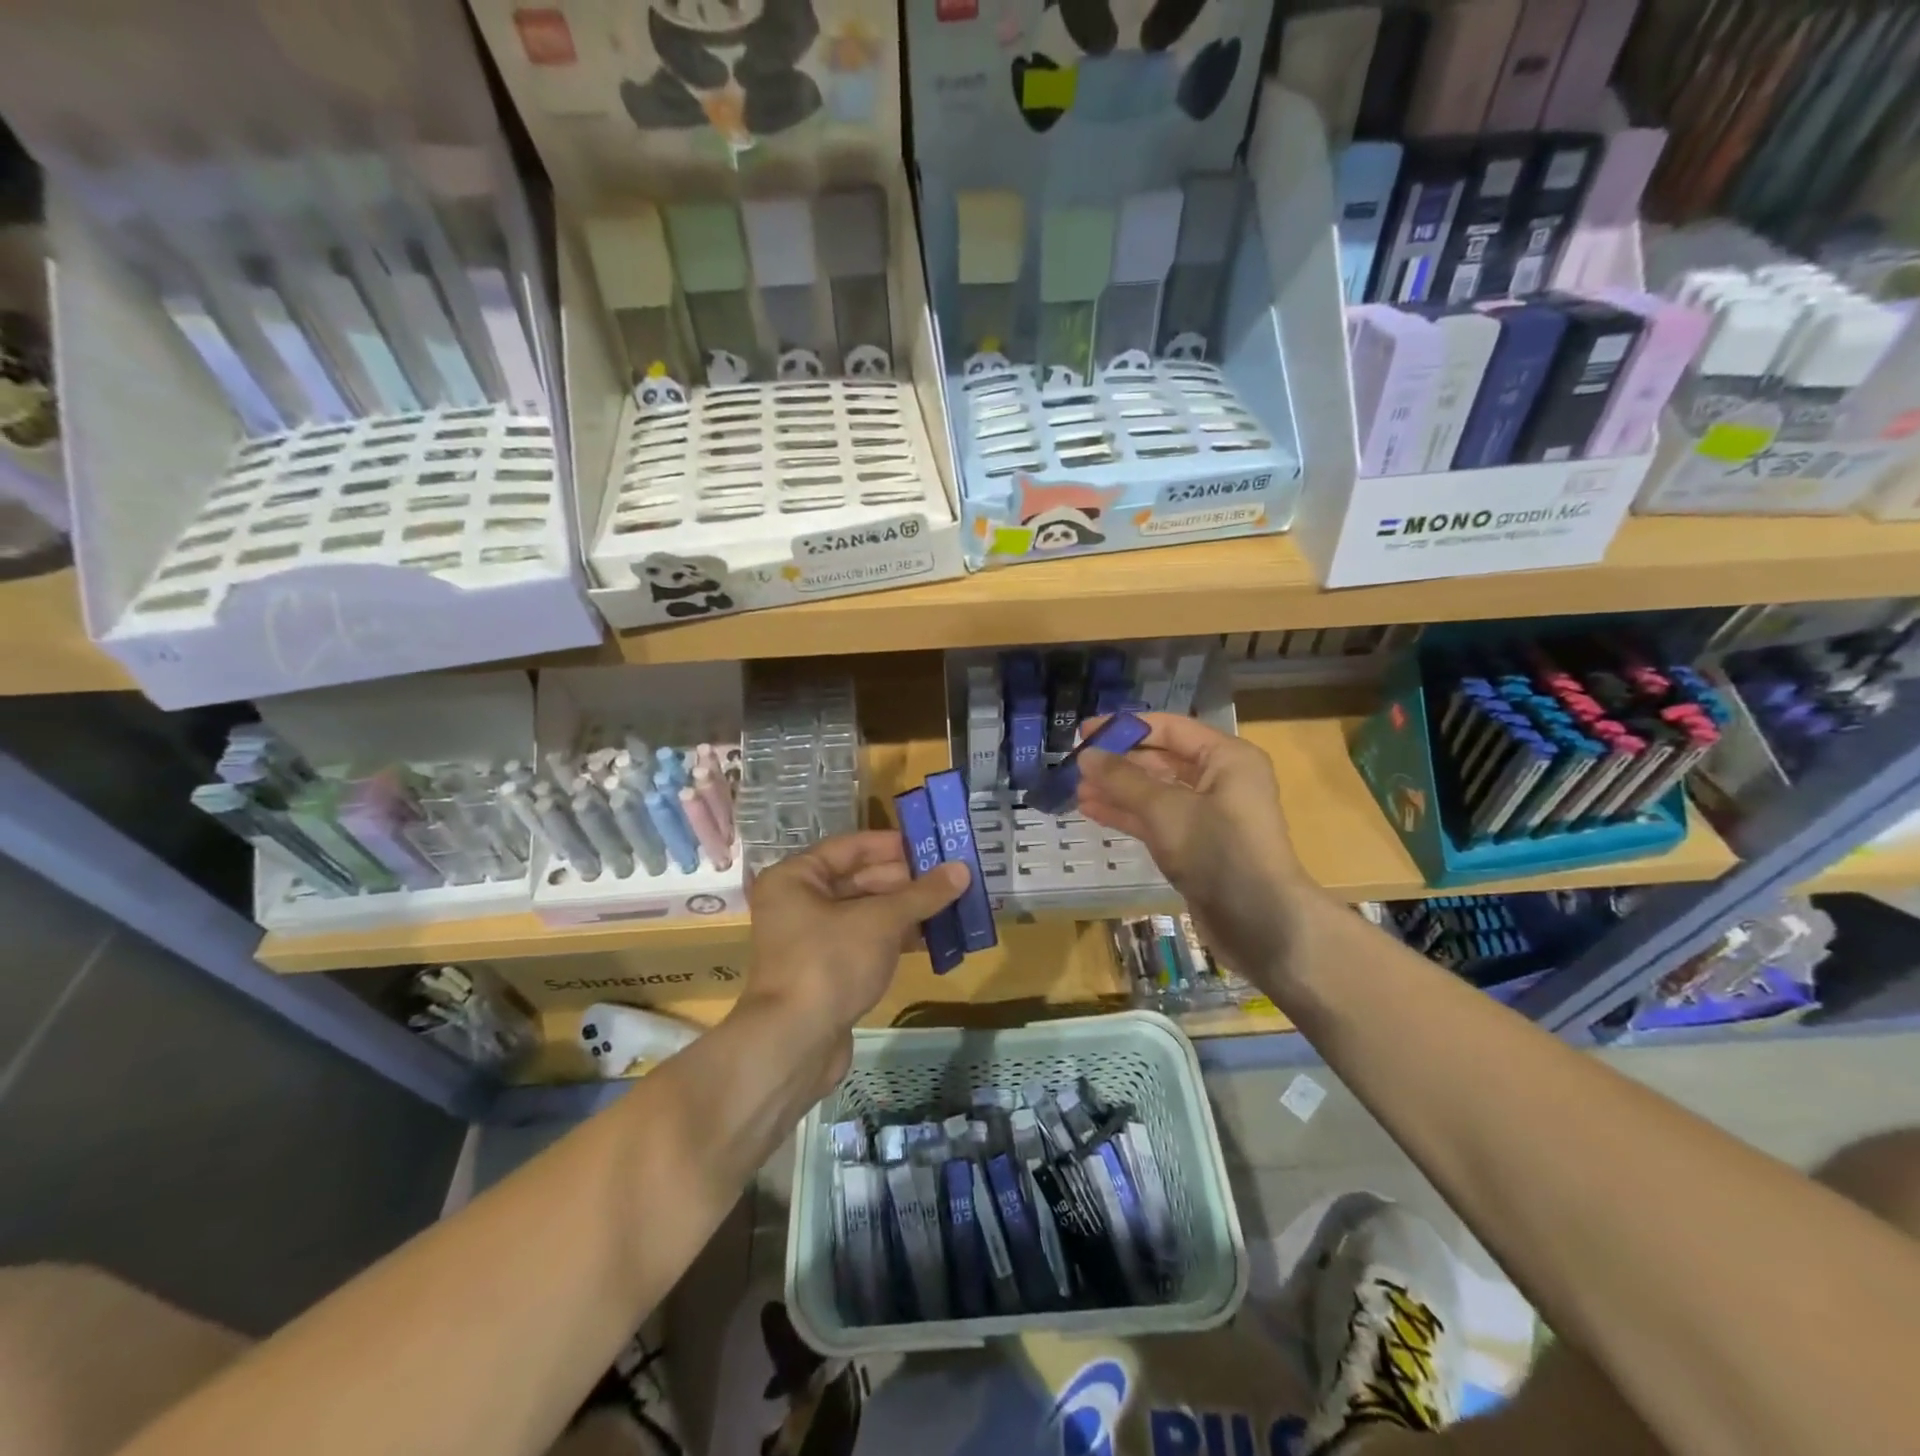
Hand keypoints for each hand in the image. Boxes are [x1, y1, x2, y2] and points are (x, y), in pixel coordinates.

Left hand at [740, 831, 967, 1094]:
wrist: (794, 1044)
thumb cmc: (830, 963)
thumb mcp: (881, 921)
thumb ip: (922, 894)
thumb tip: (963, 869)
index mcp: (797, 877)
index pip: (852, 847)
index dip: (895, 845)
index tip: (935, 844)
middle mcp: (799, 902)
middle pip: (860, 879)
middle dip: (907, 880)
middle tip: (952, 876)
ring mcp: (811, 939)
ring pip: (866, 912)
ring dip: (906, 910)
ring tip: (952, 904)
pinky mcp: (826, 970)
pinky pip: (866, 941)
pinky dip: (895, 937)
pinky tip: (932, 938)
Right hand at [1077, 713, 1316, 982]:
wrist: (1259, 923)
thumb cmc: (1218, 851)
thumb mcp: (1165, 809)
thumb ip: (1122, 779)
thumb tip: (1086, 755)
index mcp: (1227, 758)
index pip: (1169, 729)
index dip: (1125, 728)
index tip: (1084, 733)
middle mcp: (1221, 780)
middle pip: (1161, 760)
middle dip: (1118, 763)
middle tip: (1076, 766)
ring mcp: (1209, 815)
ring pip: (1156, 793)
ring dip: (1118, 790)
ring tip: (1076, 790)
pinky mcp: (1197, 846)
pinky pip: (1157, 820)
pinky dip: (1128, 815)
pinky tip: (1093, 812)